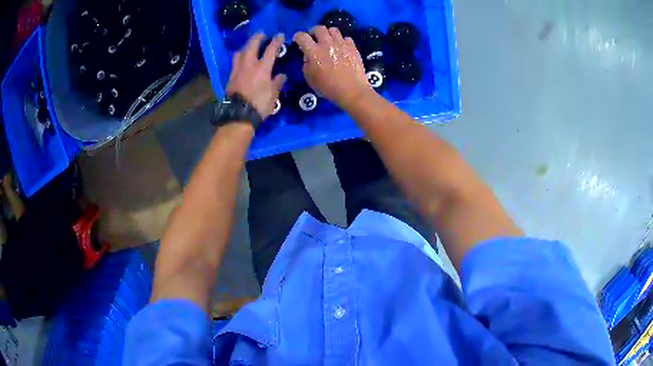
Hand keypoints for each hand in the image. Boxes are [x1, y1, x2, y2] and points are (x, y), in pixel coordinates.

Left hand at [226, 33, 286, 119]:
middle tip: (261, 33)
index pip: (270, 50)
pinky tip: (241, 59)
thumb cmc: (259, 105)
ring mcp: (238, 70)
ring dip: (245, 46)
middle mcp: (249, 65)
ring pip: (240, 52)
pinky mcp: (230, 77)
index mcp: (262, 68)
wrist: (238, 115)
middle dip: (257, 38)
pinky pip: (235, 62)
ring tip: (249, 46)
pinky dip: (239, 57)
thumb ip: (277, 82)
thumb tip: (281, 75)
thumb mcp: (273, 95)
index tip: (280, 35)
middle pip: (252, 46)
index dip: (276, 41)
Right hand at [293, 26, 370, 108]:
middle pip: (318, 28)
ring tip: (328, 41)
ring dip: (328, 34)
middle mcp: (327, 44)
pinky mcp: (352, 47)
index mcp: (313, 52)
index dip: (297, 37)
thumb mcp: (310, 78)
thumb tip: (308, 57)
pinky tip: (340, 48)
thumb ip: (306, 64)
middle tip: (314, 39)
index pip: (302, 36)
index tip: (297, 40)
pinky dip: (341, 41)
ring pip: (333, 30)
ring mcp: (341, 44)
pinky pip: (345, 38)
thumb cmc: (328, 87)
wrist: (352, 91)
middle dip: (313, 32)